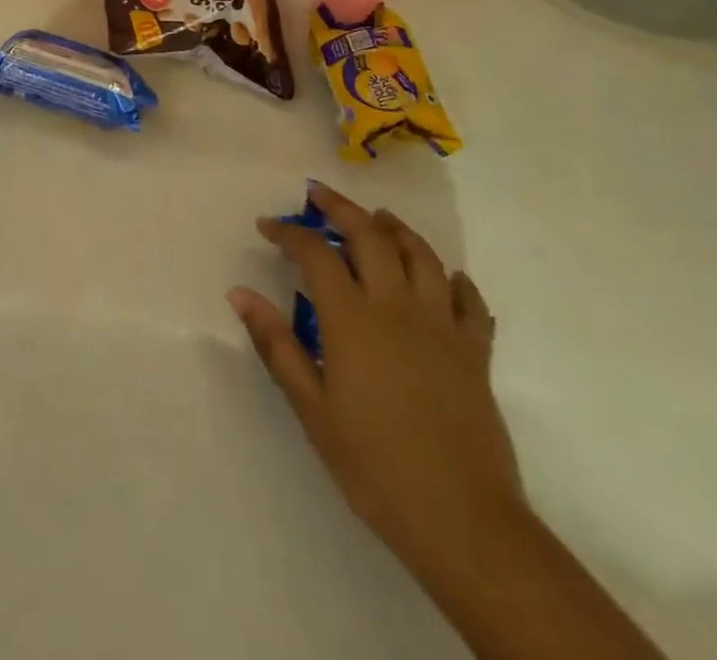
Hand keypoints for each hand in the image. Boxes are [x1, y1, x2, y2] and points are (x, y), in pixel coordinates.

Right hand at [228, 183, 522, 565]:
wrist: (463, 521)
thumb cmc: (373, 465)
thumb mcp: (311, 408)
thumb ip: (276, 344)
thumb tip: (240, 294)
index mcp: (353, 319)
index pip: (316, 253)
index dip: (289, 233)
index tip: (268, 226)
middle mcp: (397, 307)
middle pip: (370, 237)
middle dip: (341, 208)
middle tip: (318, 194)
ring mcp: (442, 326)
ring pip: (422, 256)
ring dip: (396, 229)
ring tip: (378, 218)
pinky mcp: (475, 352)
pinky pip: (469, 302)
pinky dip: (455, 280)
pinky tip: (445, 278)